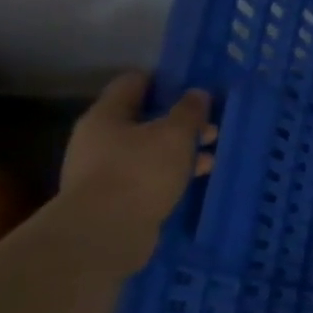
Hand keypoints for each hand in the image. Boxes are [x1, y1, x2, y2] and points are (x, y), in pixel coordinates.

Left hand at [60, 72, 215, 230]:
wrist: (104, 233)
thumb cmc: (140, 171)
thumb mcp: (175, 134)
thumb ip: (189, 111)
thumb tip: (197, 94)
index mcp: (106, 115)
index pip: (134, 82)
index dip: (165, 79)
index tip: (194, 84)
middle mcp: (99, 139)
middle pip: (145, 118)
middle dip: (181, 121)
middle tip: (213, 127)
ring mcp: (104, 169)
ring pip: (150, 149)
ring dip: (181, 150)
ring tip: (212, 157)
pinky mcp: (114, 196)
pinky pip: (149, 174)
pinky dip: (172, 172)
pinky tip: (196, 178)